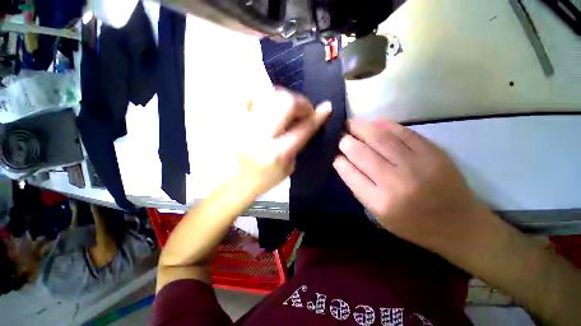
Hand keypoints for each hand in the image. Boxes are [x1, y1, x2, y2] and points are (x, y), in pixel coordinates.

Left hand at [237, 88, 331, 195]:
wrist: (241, 180)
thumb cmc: (268, 177)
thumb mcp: (290, 165)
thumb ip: (299, 141)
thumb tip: (307, 118)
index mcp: (278, 153)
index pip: (303, 128)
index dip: (317, 116)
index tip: (326, 107)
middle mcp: (261, 135)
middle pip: (286, 102)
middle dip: (301, 102)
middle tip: (303, 110)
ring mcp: (245, 124)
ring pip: (269, 94)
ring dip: (284, 98)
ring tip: (286, 109)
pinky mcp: (236, 120)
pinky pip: (251, 96)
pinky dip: (264, 98)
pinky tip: (269, 108)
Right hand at [333, 119, 483, 251]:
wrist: (458, 225)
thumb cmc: (413, 224)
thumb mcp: (379, 215)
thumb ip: (360, 189)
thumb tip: (345, 163)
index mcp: (380, 202)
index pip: (350, 173)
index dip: (339, 161)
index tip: (334, 154)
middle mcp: (395, 182)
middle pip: (361, 153)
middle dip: (345, 141)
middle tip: (339, 136)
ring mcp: (416, 164)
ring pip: (379, 138)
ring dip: (361, 128)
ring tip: (350, 123)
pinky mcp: (433, 152)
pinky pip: (403, 132)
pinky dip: (385, 125)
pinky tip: (374, 123)